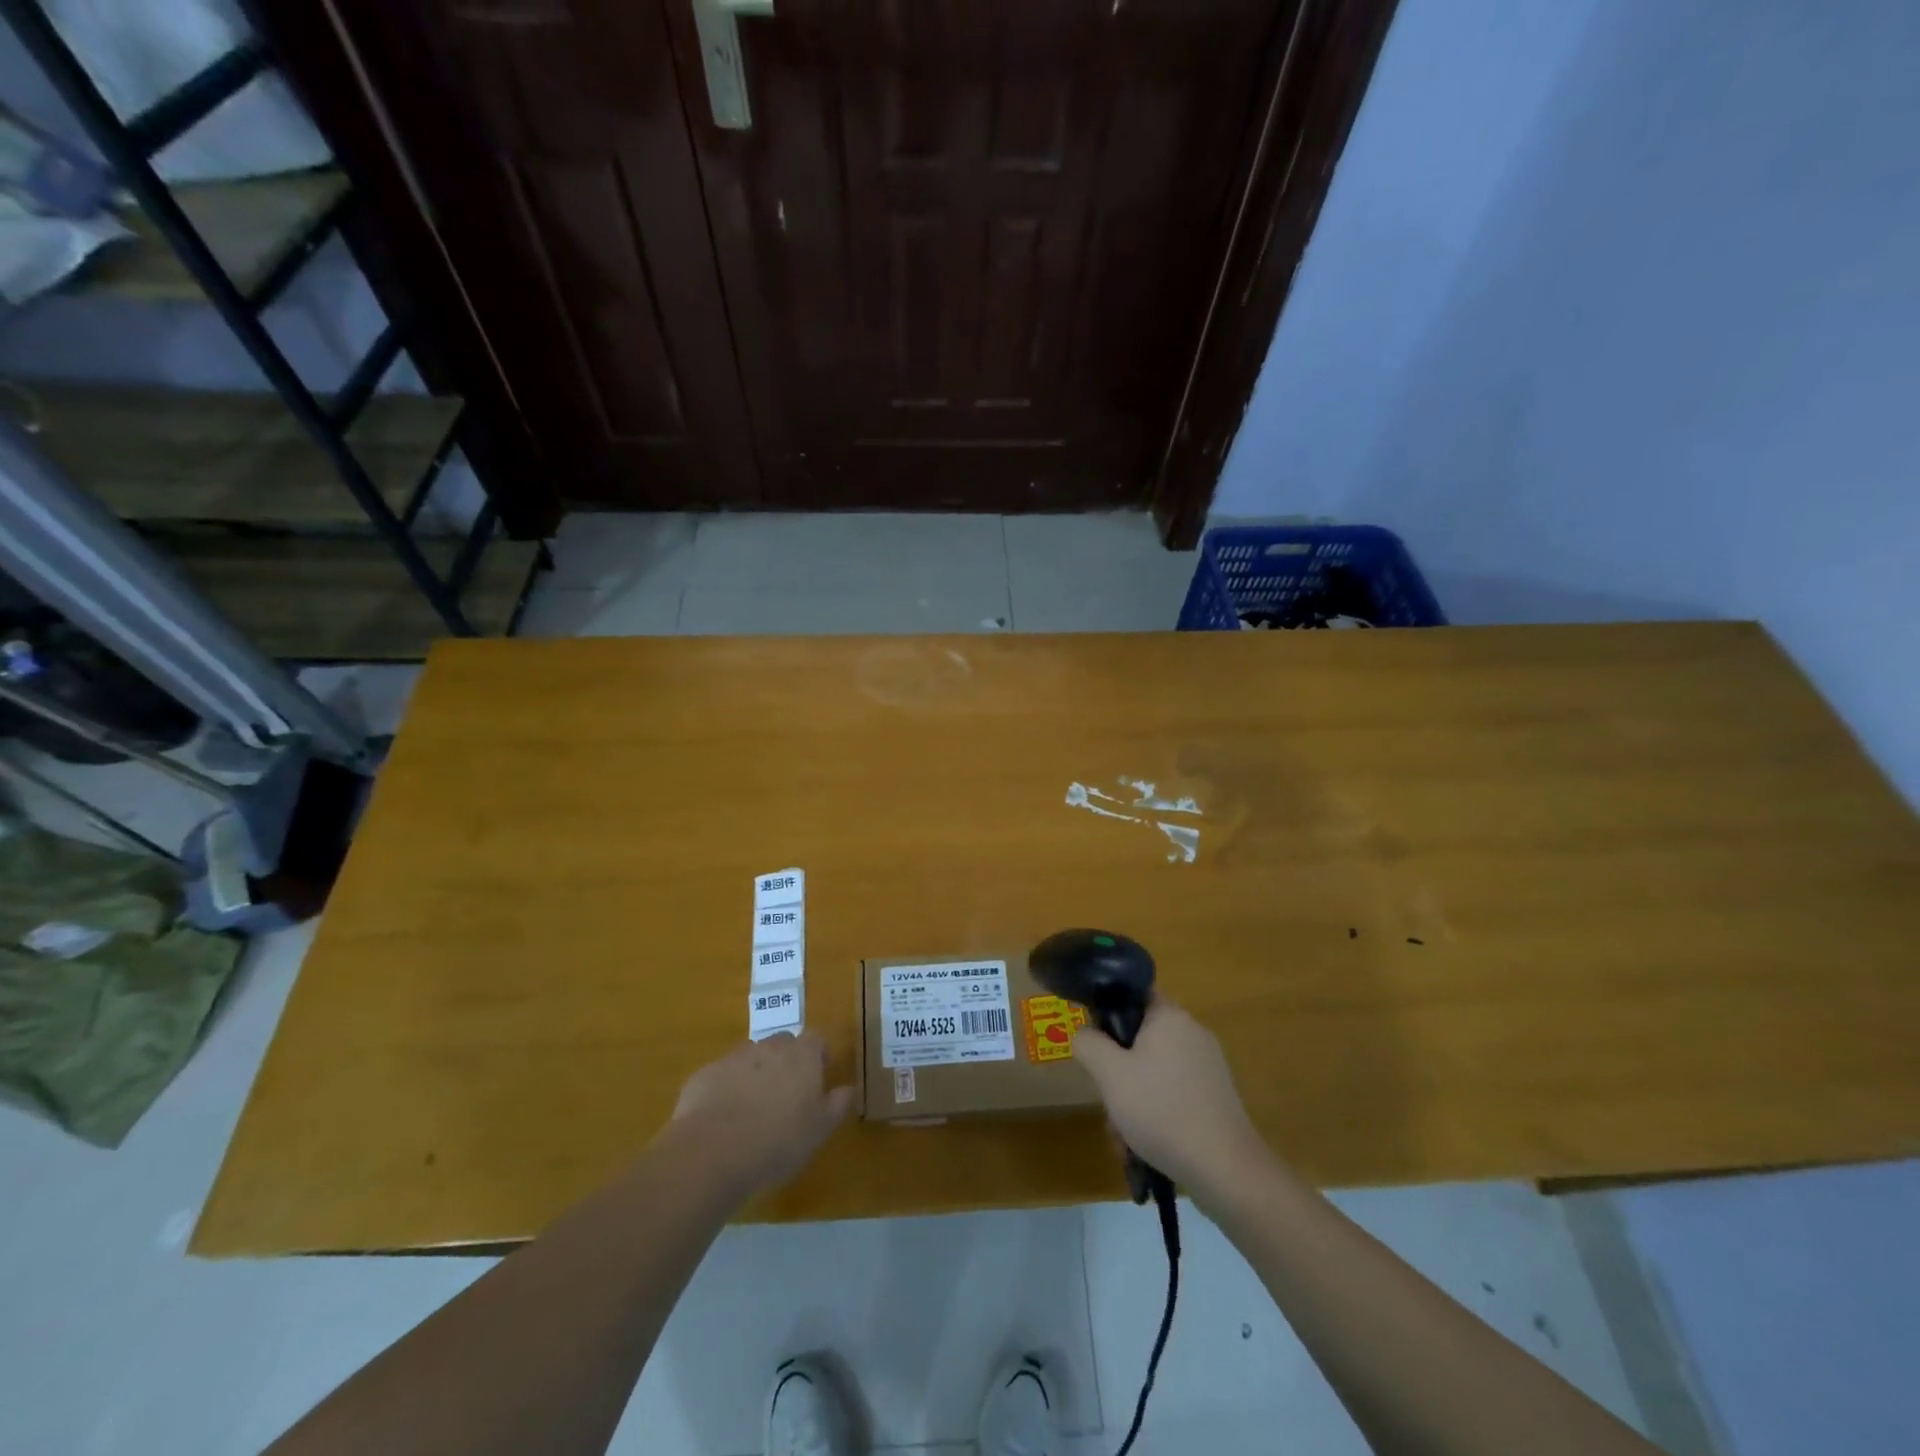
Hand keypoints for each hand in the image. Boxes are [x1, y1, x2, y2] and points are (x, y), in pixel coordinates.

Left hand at [667, 1033, 854, 1199]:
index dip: (818, 1054)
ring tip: (753, 1107)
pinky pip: (722, 1075)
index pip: (816, 1039)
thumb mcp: (819, 1129)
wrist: (714, 1151)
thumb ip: (837, 1104)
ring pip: (751, 1057)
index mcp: (802, 1055)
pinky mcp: (705, 1074)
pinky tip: (723, 1119)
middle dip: (786, 1061)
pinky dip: (726, 1089)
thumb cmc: (778, 1140)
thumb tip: (848, 1088)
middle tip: (786, 1093)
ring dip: (755, 1073)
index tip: (819, 1074)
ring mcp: (734, 1058)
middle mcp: (769, 1047)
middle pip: (782, 1043)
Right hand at [1072, 997, 1271, 1203]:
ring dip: (1132, 1100)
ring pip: (1154, 1072)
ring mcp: (1208, 1066)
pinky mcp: (1216, 1097)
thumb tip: (1085, 1033)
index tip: (1095, 1043)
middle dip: (1118, 1073)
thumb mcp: (1109, 1074)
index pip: (1134, 994)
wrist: (1225, 1168)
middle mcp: (1192, 1033)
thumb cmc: (1161, 1110)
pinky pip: (1174, 1093)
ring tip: (1123, 1138)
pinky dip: (1156, 1113)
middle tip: (1107, 1102)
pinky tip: (1145, 1146)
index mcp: (1170, 1016)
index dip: (1109, 1012)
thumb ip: (1088, 1043)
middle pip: (1141, 1040)